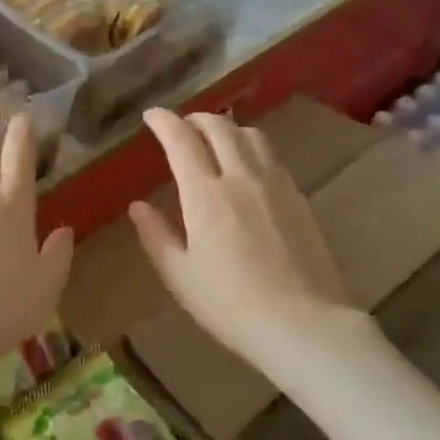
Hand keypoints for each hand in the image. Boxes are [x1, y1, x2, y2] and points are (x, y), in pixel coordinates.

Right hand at [129, 109, 346, 363]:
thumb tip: (138, 206)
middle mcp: (241, 177)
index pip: (181, 141)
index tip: (151, 115)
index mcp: (205, 194)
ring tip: (216, 140)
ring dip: (228, 129)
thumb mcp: (180, 275)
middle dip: (196, 118)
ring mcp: (276, 185)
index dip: (164, 122)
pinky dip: (252, 149)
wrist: (302, 323)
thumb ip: (156, 235)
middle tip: (182, 125)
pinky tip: (248, 169)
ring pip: (251, 136)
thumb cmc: (229, 304)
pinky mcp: (299, 198)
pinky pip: (272, 157)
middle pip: (219, 128)